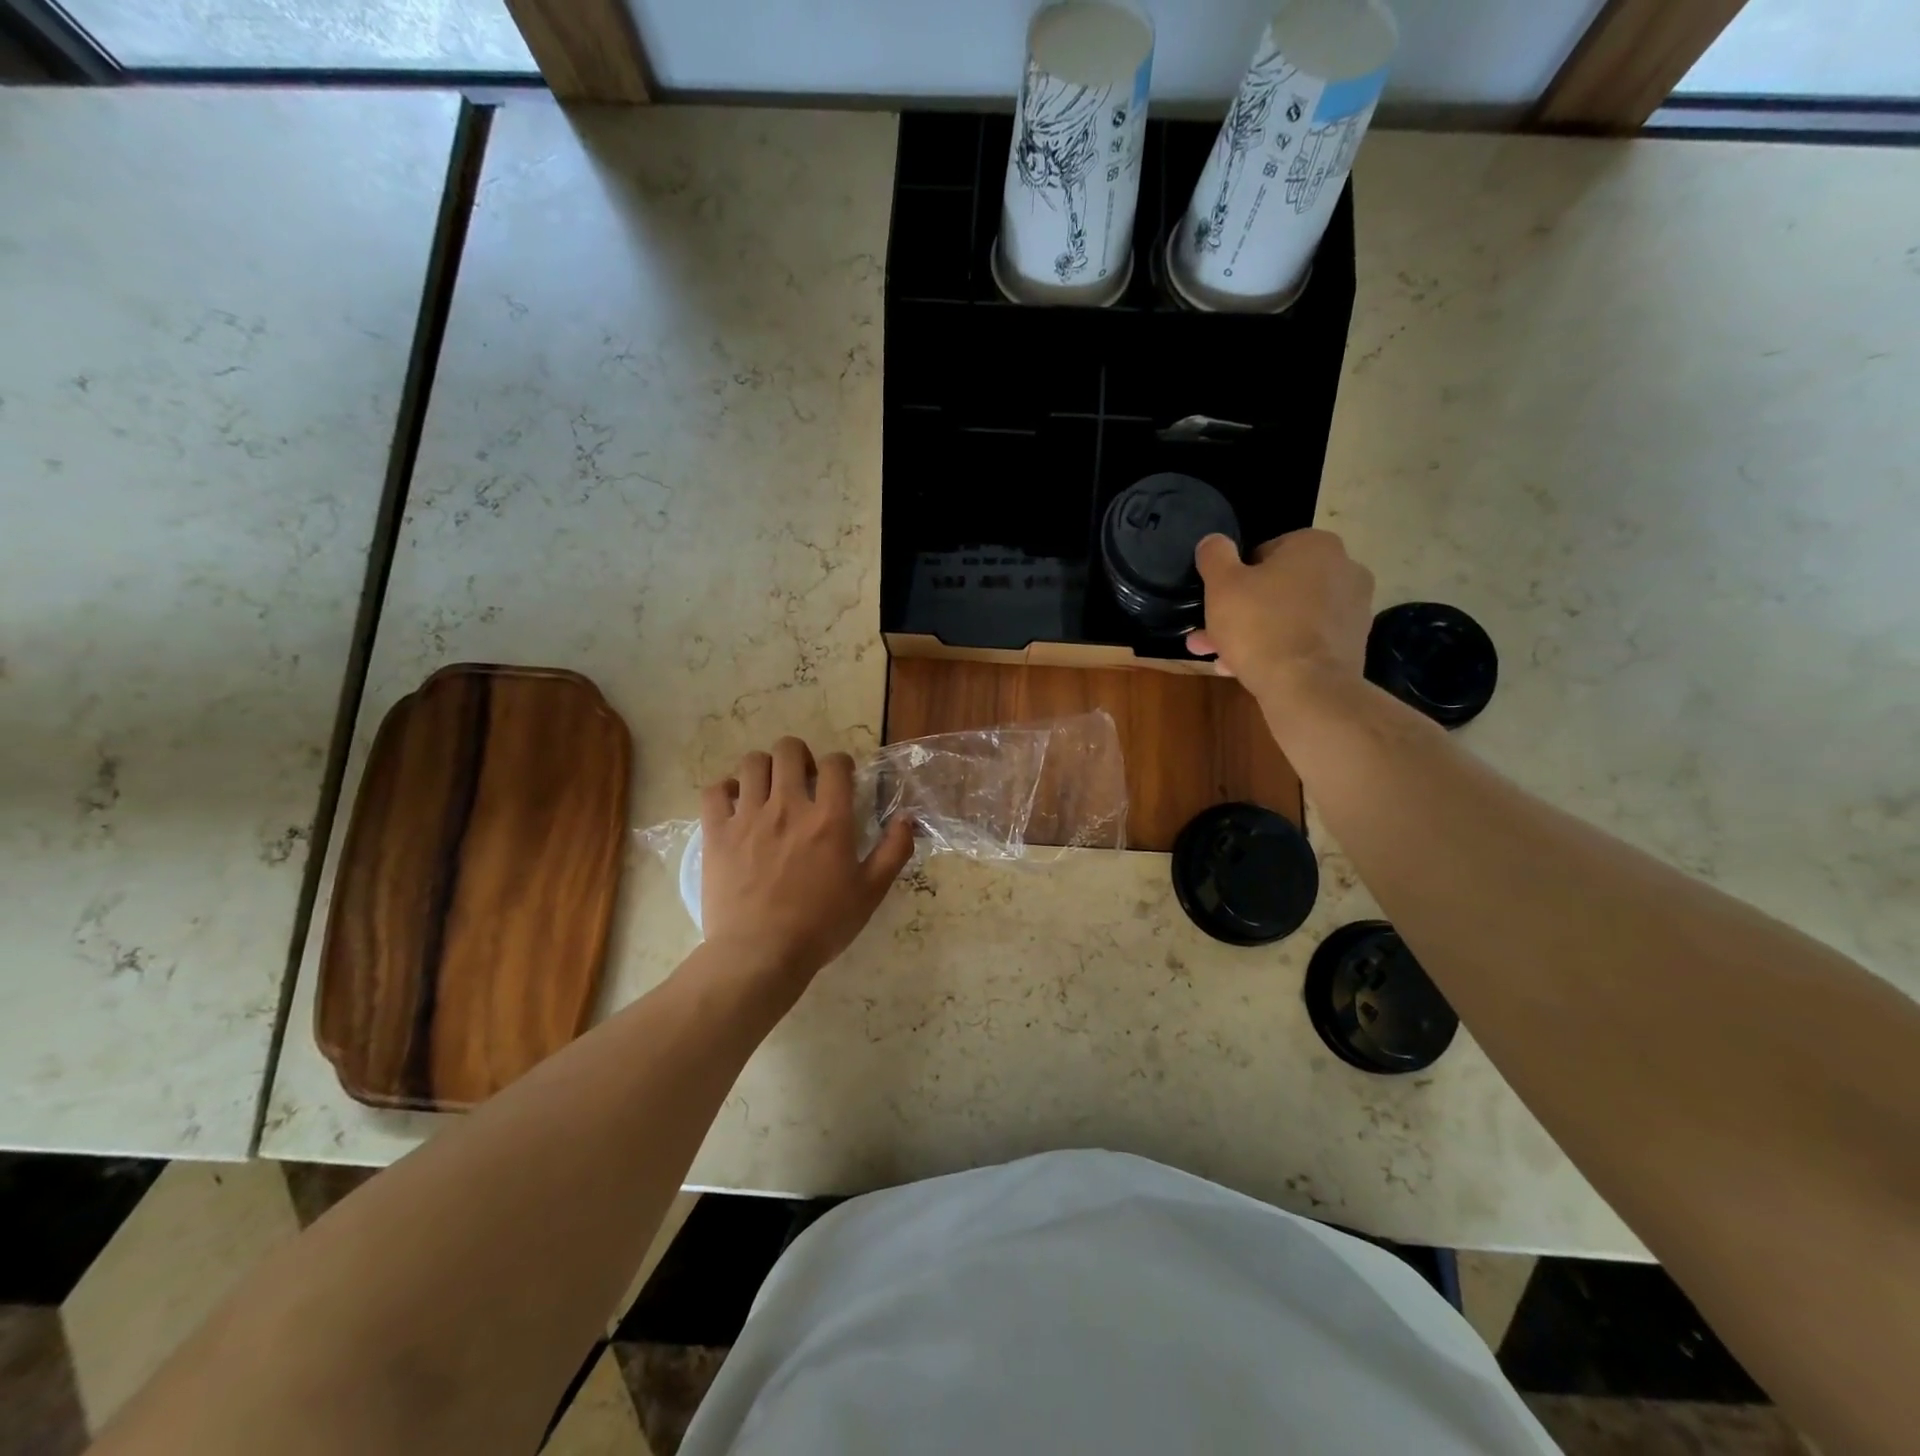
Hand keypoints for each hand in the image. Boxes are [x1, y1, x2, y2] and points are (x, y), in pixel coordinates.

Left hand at [699, 737, 913, 987]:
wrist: (760, 954)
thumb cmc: (821, 925)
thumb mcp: (870, 893)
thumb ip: (893, 851)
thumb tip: (907, 818)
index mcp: (829, 819)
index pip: (835, 763)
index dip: (840, 764)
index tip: (839, 781)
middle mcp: (788, 806)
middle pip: (788, 750)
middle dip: (799, 756)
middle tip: (802, 781)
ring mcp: (748, 817)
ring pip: (752, 763)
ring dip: (764, 769)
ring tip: (768, 791)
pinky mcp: (717, 833)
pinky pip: (715, 790)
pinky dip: (726, 790)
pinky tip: (735, 806)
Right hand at [1187, 530, 1374, 704]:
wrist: (1308, 688)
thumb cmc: (1261, 626)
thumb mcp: (1222, 585)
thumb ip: (1214, 556)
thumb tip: (1213, 541)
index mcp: (1316, 545)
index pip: (1263, 552)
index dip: (1234, 579)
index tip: (1216, 603)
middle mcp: (1344, 569)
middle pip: (1276, 588)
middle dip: (1239, 612)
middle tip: (1208, 636)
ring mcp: (1353, 609)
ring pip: (1288, 617)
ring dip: (1253, 633)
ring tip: (1219, 658)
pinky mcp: (1351, 644)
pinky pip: (1304, 640)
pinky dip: (1278, 649)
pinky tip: (1247, 670)